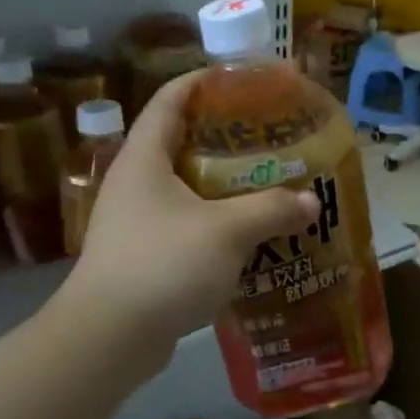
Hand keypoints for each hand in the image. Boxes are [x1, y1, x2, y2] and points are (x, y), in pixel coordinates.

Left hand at [55, 71, 317, 352]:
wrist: (108, 339)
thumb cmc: (164, 265)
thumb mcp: (227, 231)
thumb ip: (272, 209)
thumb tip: (311, 200)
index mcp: (145, 158)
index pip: (172, 99)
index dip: (206, 81)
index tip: (246, 78)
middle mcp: (136, 181)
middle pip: (182, 140)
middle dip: (227, 135)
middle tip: (271, 134)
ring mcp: (137, 220)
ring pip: (187, 185)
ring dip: (226, 182)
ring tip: (269, 180)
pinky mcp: (145, 254)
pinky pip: (188, 222)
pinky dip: (218, 219)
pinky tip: (250, 231)